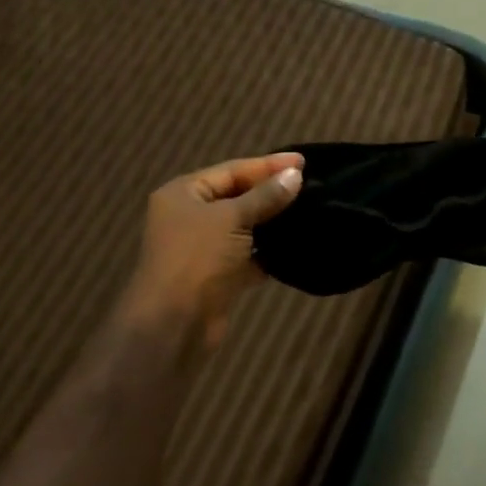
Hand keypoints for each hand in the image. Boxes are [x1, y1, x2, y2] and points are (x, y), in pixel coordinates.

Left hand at [122, 152, 304, 346]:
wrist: (175, 324)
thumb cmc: (197, 258)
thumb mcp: (231, 219)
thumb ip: (265, 196)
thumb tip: (295, 175)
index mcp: (183, 193)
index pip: (231, 170)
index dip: (267, 165)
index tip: (303, 161)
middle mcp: (190, 217)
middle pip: (237, 196)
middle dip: (271, 191)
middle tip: (310, 184)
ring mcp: (204, 248)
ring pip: (244, 227)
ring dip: (272, 222)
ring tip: (310, 211)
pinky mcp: (219, 276)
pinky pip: (249, 256)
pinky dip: (269, 252)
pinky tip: (297, 245)